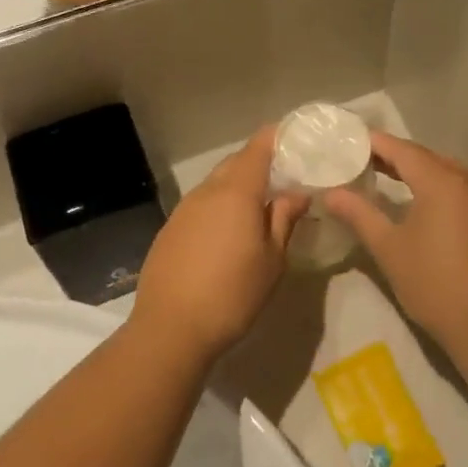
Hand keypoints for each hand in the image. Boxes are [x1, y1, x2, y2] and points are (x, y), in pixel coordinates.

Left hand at [131, 127, 310, 361]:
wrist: (170, 329)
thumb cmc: (233, 294)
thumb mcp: (272, 260)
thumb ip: (283, 219)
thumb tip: (296, 193)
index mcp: (236, 192)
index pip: (258, 147)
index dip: (278, 137)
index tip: (298, 139)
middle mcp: (206, 192)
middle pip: (236, 163)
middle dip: (261, 163)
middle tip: (286, 178)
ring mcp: (183, 210)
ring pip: (217, 184)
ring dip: (239, 187)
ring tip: (261, 207)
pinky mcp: (170, 230)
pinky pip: (201, 205)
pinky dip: (220, 207)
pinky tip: (230, 232)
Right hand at [321, 133, 467, 351]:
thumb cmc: (434, 283)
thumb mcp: (389, 248)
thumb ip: (359, 214)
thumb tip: (331, 193)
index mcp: (441, 181)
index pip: (402, 150)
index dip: (374, 144)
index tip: (349, 141)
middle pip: (427, 158)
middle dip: (395, 157)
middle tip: (362, 161)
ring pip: (448, 173)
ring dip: (419, 173)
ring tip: (387, 180)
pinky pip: (462, 191)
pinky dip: (439, 189)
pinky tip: (423, 206)